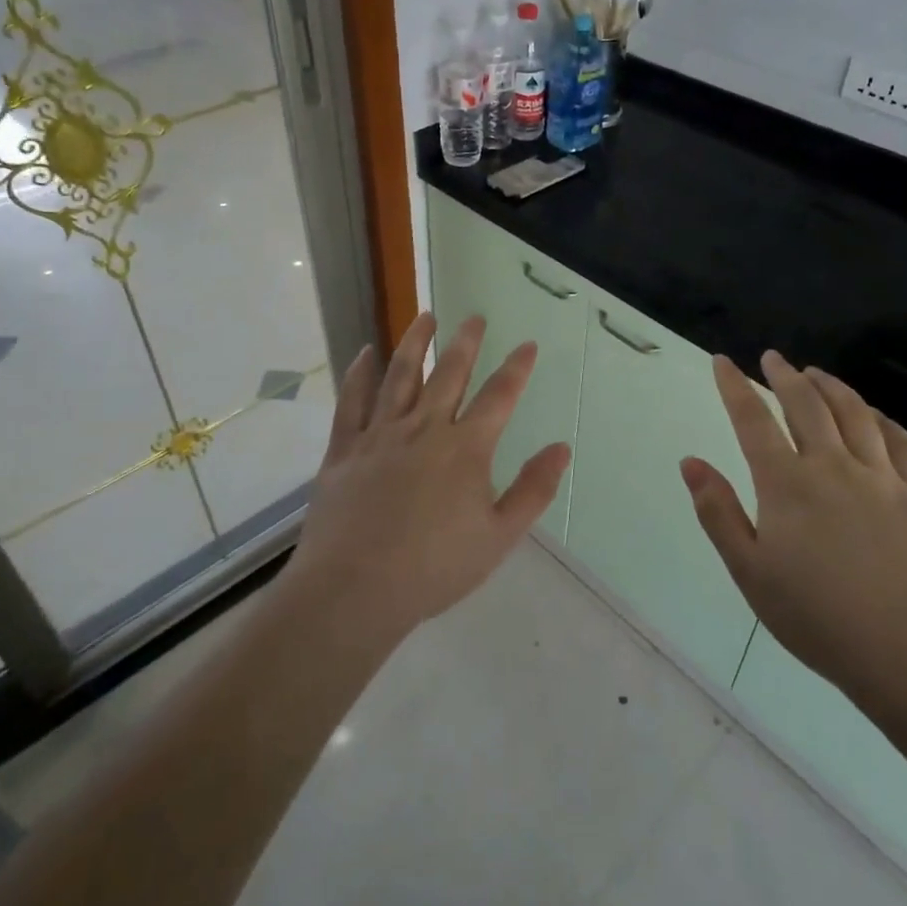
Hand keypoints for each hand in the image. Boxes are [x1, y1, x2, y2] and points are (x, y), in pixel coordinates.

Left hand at [289, 313, 571, 643]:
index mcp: (465, 449)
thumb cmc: (434, 568)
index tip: (528, 344)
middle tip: (475, 317)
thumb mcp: (499, 536)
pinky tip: (366, 353)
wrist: (355, 589)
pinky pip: (352, 401)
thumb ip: (532, 490)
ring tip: (425, 316)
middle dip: (466, 343)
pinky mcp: (345, 448)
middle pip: (449, 374)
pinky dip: (359, 374)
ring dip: (414, 343)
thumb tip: (561, 448)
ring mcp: (380, 435)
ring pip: (399, 376)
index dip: (517, 368)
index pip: (499, 397)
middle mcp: (424, 429)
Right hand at [681, 351, 906, 716]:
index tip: (723, 361)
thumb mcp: (750, 572)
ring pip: (854, 413)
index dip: (734, 386)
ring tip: (816, 373)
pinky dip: (882, 419)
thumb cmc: (820, 618)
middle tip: (773, 358)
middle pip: (805, 404)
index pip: (753, 420)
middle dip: (784, 376)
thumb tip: (691, 462)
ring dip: (831, 386)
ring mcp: (881, 477)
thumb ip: (718, 512)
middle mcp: (832, 466)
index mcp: (787, 484)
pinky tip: (874, 414)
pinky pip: (901, 442)